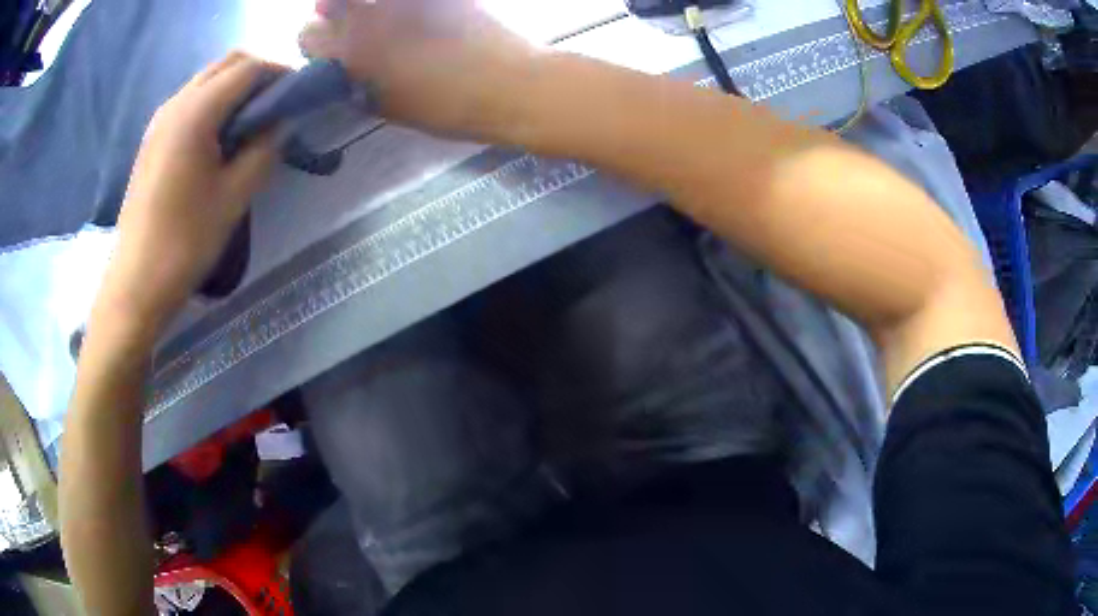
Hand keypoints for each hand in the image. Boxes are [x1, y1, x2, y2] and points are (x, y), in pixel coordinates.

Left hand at [95, 53, 284, 335]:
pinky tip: (220, 137)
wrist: (136, 283)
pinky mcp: (152, 139)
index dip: (279, 75)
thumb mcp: (234, 196)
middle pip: (226, 64)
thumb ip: (264, 150)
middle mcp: (176, 104)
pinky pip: (190, 102)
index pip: (248, 69)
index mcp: (196, 112)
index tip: (299, 95)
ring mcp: (160, 121)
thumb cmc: (185, 242)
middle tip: (278, 104)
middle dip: (258, 74)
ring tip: (251, 121)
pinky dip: (213, 103)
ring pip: (206, 80)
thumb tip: (282, 123)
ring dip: (234, 88)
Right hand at [299, 0, 538, 138]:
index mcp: (351, 50)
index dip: (317, 41)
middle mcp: (368, 14)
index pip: (308, 35)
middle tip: (353, 27)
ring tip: (385, 18)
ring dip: (363, 5)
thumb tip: (345, 68)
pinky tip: (416, 16)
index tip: (331, 49)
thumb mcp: (386, 106)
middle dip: (332, 15)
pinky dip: (399, 6)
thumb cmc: (446, 106)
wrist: (508, 83)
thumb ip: (355, 82)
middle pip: (326, 4)